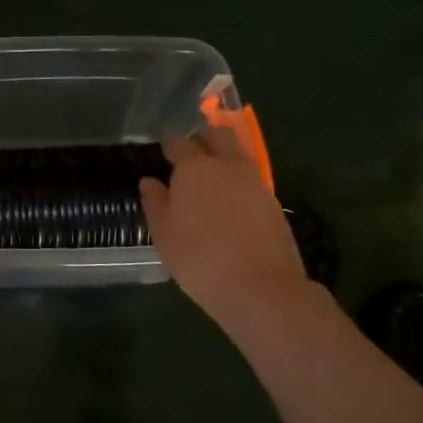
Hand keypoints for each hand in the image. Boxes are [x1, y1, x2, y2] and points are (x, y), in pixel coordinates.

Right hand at [140, 126, 311, 324]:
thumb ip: (155, 202)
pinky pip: (251, 179)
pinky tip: (230, 202)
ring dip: (224, 158)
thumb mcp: (164, 234)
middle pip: (218, 136)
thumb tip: (149, 181)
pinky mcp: (273, 202)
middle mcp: (227, 165)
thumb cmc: (199, 258)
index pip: (179, 143)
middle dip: (204, 137)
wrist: (259, 286)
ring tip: (210, 178)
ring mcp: (255, 182)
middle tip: (191, 152)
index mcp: (194, 168)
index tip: (164, 150)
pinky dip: (238, 182)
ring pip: (238, 155)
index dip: (170, 144)